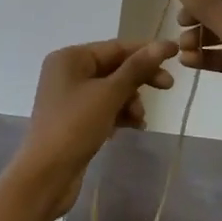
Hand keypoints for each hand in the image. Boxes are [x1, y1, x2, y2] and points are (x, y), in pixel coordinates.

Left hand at [10, 38, 177, 217]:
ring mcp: (69, 97)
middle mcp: (67, 72)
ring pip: (111, 90)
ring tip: (140, 120)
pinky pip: (104, 108)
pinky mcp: (74, 120)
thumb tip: (162, 45)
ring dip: (131, 101)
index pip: (116, 47)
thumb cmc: (75, 126)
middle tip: (168, 87)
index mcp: (70, 58)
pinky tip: (133, 128)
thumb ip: (136, 69)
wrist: (45, 175)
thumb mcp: (109, 94)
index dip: (147, 50)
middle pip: (114, 68)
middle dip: (140, 79)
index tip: (176, 54)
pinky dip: (119, 114)